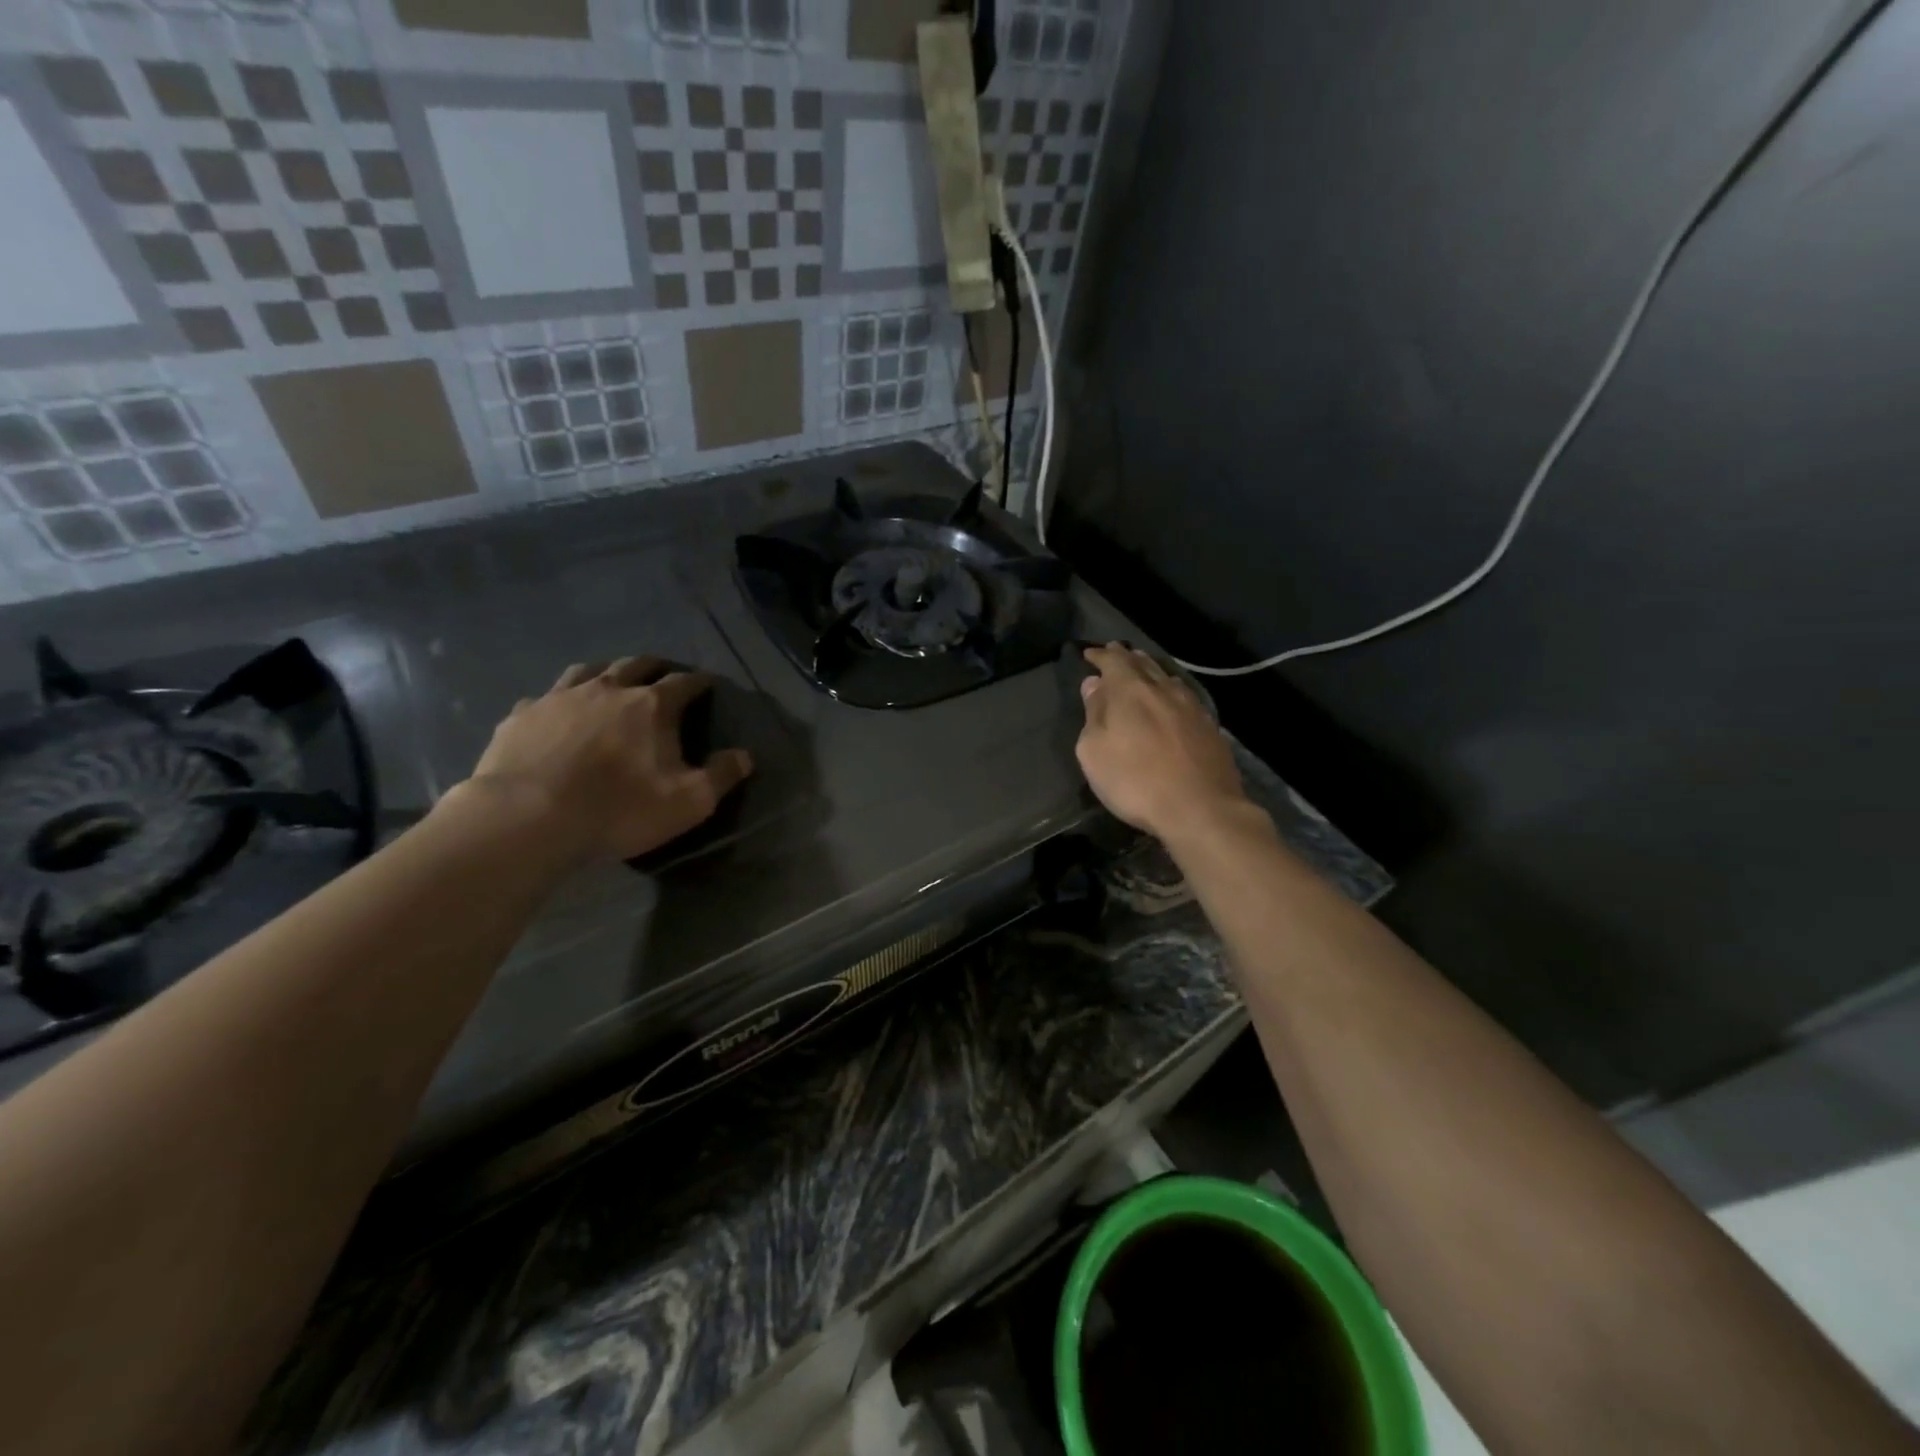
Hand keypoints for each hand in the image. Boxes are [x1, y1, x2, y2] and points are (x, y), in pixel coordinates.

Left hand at [461, 656, 752, 864]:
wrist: (528, 818)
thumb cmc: (619, 809)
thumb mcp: (688, 802)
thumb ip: (722, 776)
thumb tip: (746, 756)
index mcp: (652, 705)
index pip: (684, 682)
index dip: (700, 682)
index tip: (708, 685)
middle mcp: (608, 689)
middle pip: (636, 665)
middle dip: (655, 667)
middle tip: (662, 676)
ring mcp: (559, 698)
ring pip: (588, 670)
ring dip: (606, 673)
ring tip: (611, 683)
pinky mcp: (522, 716)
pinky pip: (544, 698)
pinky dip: (558, 701)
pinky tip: (556, 715)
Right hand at [1075, 644, 1247, 842]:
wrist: (1200, 808)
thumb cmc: (1135, 781)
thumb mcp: (1095, 752)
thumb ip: (1093, 714)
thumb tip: (1094, 685)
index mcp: (1130, 691)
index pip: (1113, 661)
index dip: (1100, 655)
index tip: (1089, 654)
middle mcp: (1162, 689)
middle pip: (1142, 663)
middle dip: (1126, 657)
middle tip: (1115, 652)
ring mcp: (1190, 706)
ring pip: (1166, 677)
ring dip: (1150, 670)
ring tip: (1141, 668)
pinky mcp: (1209, 726)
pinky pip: (1184, 695)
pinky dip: (1170, 689)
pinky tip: (1171, 697)